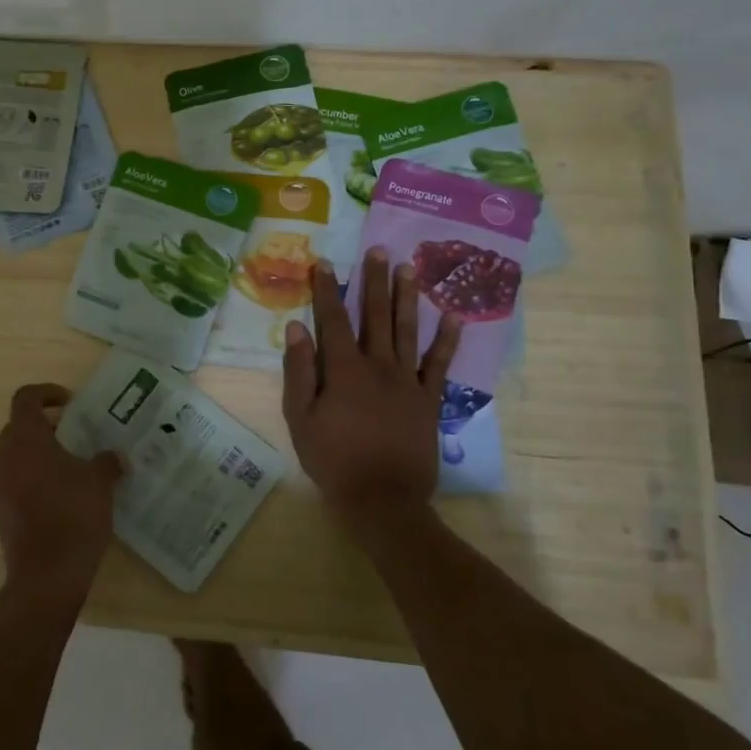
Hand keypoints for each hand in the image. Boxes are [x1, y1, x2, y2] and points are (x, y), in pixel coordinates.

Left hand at [0, 384, 124, 610]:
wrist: (47, 574)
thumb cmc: (73, 515)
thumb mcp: (100, 482)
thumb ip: (106, 462)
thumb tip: (114, 457)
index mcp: (25, 438)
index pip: (25, 398)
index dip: (46, 393)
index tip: (69, 403)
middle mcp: (4, 456)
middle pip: (16, 426)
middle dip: (42, 425)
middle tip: (71, 434)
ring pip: (10, 455)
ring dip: (33, 452)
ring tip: (64, 463)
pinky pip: (10, 481)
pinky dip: (28, 477)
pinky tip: (56, 493)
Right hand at [282, 249, 457, 540]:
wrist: (382, 499)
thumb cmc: (333, 460)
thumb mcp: (300, 418)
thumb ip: (299, 371)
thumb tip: (298, 327)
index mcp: (344, 370)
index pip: (334, 319)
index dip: (327, 289)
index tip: (325, 262)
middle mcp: (378, 365)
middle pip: (375, 315)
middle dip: (374, 281)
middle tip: (379, 249)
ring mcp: (407, 381)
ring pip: (407, 330)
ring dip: (407, 297)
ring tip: (409, 268)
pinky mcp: (429, 399)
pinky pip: (439, 364)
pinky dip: (447, 339)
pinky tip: (452, 316)